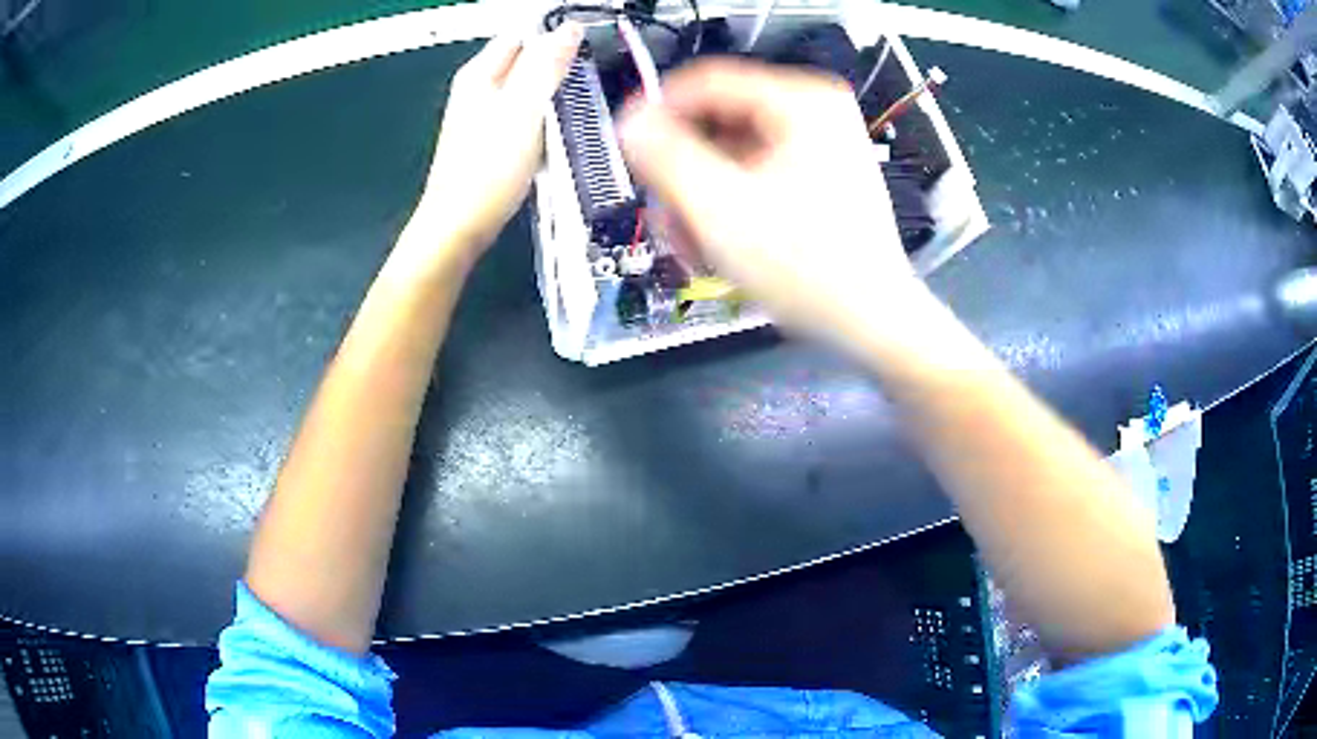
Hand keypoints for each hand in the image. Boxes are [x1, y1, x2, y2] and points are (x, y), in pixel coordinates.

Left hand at [419, 24, 583, 256]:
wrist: (461, 226)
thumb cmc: (487, 168)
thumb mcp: (523, 109)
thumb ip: (546, 65)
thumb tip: (569, 30)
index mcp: (479, 74)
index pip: (522, 34)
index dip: (555, 36)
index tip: (586, 51)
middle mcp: (478, 90)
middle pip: (527, 61)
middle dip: (557, 67)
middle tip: (584, 84)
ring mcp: (483, 116)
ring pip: (529, 91)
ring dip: (553, 96)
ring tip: (575, 110)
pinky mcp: (492, 141)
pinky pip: (526, 117)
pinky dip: (543, 120)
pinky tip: (555, 136)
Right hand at [618, 59, 925, 353]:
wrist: (872, 322)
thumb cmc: (805, 266)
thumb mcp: (722, 208)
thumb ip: (664, 157)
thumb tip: (630, 121)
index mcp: (802, 101)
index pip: (706, 83)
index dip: (657, 113)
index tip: (628, 151)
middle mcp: (813, 113)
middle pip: (718, 122)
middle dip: (682, 172)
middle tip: (664, 216)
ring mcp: (819, 146)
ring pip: (732, 154)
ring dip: (701, 196)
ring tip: (692, 244)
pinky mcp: (818, 178)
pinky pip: (755, 175)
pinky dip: (730, 205)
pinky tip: (718, 244)